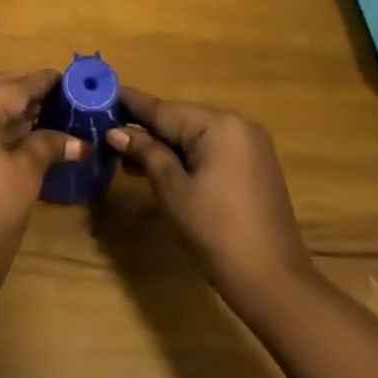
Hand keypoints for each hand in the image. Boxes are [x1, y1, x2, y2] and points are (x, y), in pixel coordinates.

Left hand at [0, 71, 86, 298]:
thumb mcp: (25, 175)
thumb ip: (48, 145)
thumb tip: (79, 142)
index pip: (12, 87)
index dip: (41, 82)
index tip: (67, 77)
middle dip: (23, 90)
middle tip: (56, 95)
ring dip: (9, 109)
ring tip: (44, 112)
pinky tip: (21, 135)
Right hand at [106, 89, 312, 312]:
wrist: (274, 284)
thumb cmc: (216, 233)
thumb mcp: (172, 191)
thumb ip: (146, 153)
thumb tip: (116, 131)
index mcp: (219, 125)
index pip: (164, 109)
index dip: (131, 104)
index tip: (103, 93)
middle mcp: (238, 126)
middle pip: (181, 120)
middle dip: (146, 130)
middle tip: (108, 136)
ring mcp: (251, 147)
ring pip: (196, 137)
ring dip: (165, 146)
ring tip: (128, 160)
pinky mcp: (255, 168)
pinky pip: (212, 151)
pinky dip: (187, 158)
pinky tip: (163, 170)